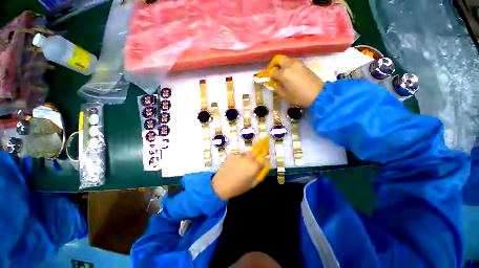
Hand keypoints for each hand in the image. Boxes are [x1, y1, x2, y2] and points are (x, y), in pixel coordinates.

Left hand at [212, 152, 267, 200]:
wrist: (220, 186)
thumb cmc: (238, 187)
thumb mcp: (253, 183)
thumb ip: (260, 173)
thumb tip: (265, 165)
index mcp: (254, 166)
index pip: (264, 159)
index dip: (264, 159)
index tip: (263, 161)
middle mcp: (247, 158)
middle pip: (256, 151)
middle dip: (257, 153)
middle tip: (254, 159)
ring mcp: (238, 155)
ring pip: (246, 154)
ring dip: (246, 158)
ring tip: (240, 166)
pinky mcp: (231, 154)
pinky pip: (237, 155)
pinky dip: (237, 159)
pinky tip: (233, 165)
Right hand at [270, 56, 324, 107]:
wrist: (318, 94)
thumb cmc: (299, 97)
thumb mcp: (284, 95)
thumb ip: (276, 88)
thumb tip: (273, 83)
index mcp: (283, 73)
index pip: (272, 71)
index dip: (269, 76)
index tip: (270, 80)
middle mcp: (290, 65)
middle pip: (279, 60)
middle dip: (274, 65)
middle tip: (274, 73)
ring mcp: (298, 64)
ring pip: (286, 60)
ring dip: (282, 66)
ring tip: (283, 75)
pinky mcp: (304, 65)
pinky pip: (293, 63)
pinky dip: (289, 67)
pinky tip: (291, 75)